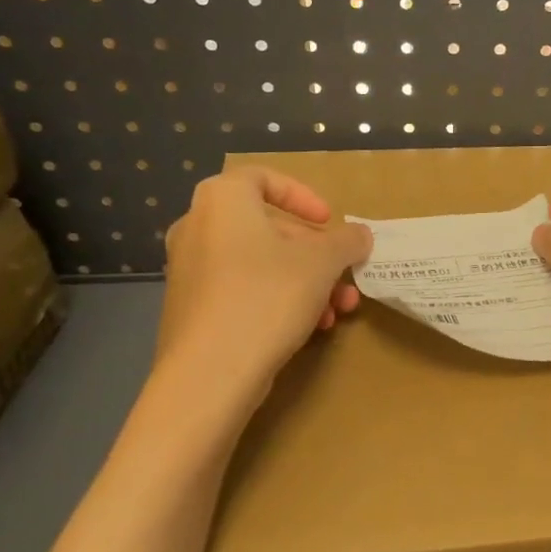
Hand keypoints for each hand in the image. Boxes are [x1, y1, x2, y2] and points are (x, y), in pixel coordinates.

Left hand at [156, 168, 371, 379]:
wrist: (209, 373)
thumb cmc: (267, 297)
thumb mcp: (322, 263)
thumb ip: (346, 241)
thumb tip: (360, 234)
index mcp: (223, 201)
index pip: (262, 178)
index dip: (302, 195)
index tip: (328, 221)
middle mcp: (198, 227)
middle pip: (268, 229)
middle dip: (315, 254)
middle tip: (344, 276)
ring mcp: (190, 270)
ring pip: (260, 264)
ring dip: (305, 281)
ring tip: (336, 311)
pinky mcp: (191, 309)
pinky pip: (242, 290)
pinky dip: (277, 299)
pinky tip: (309, 328)